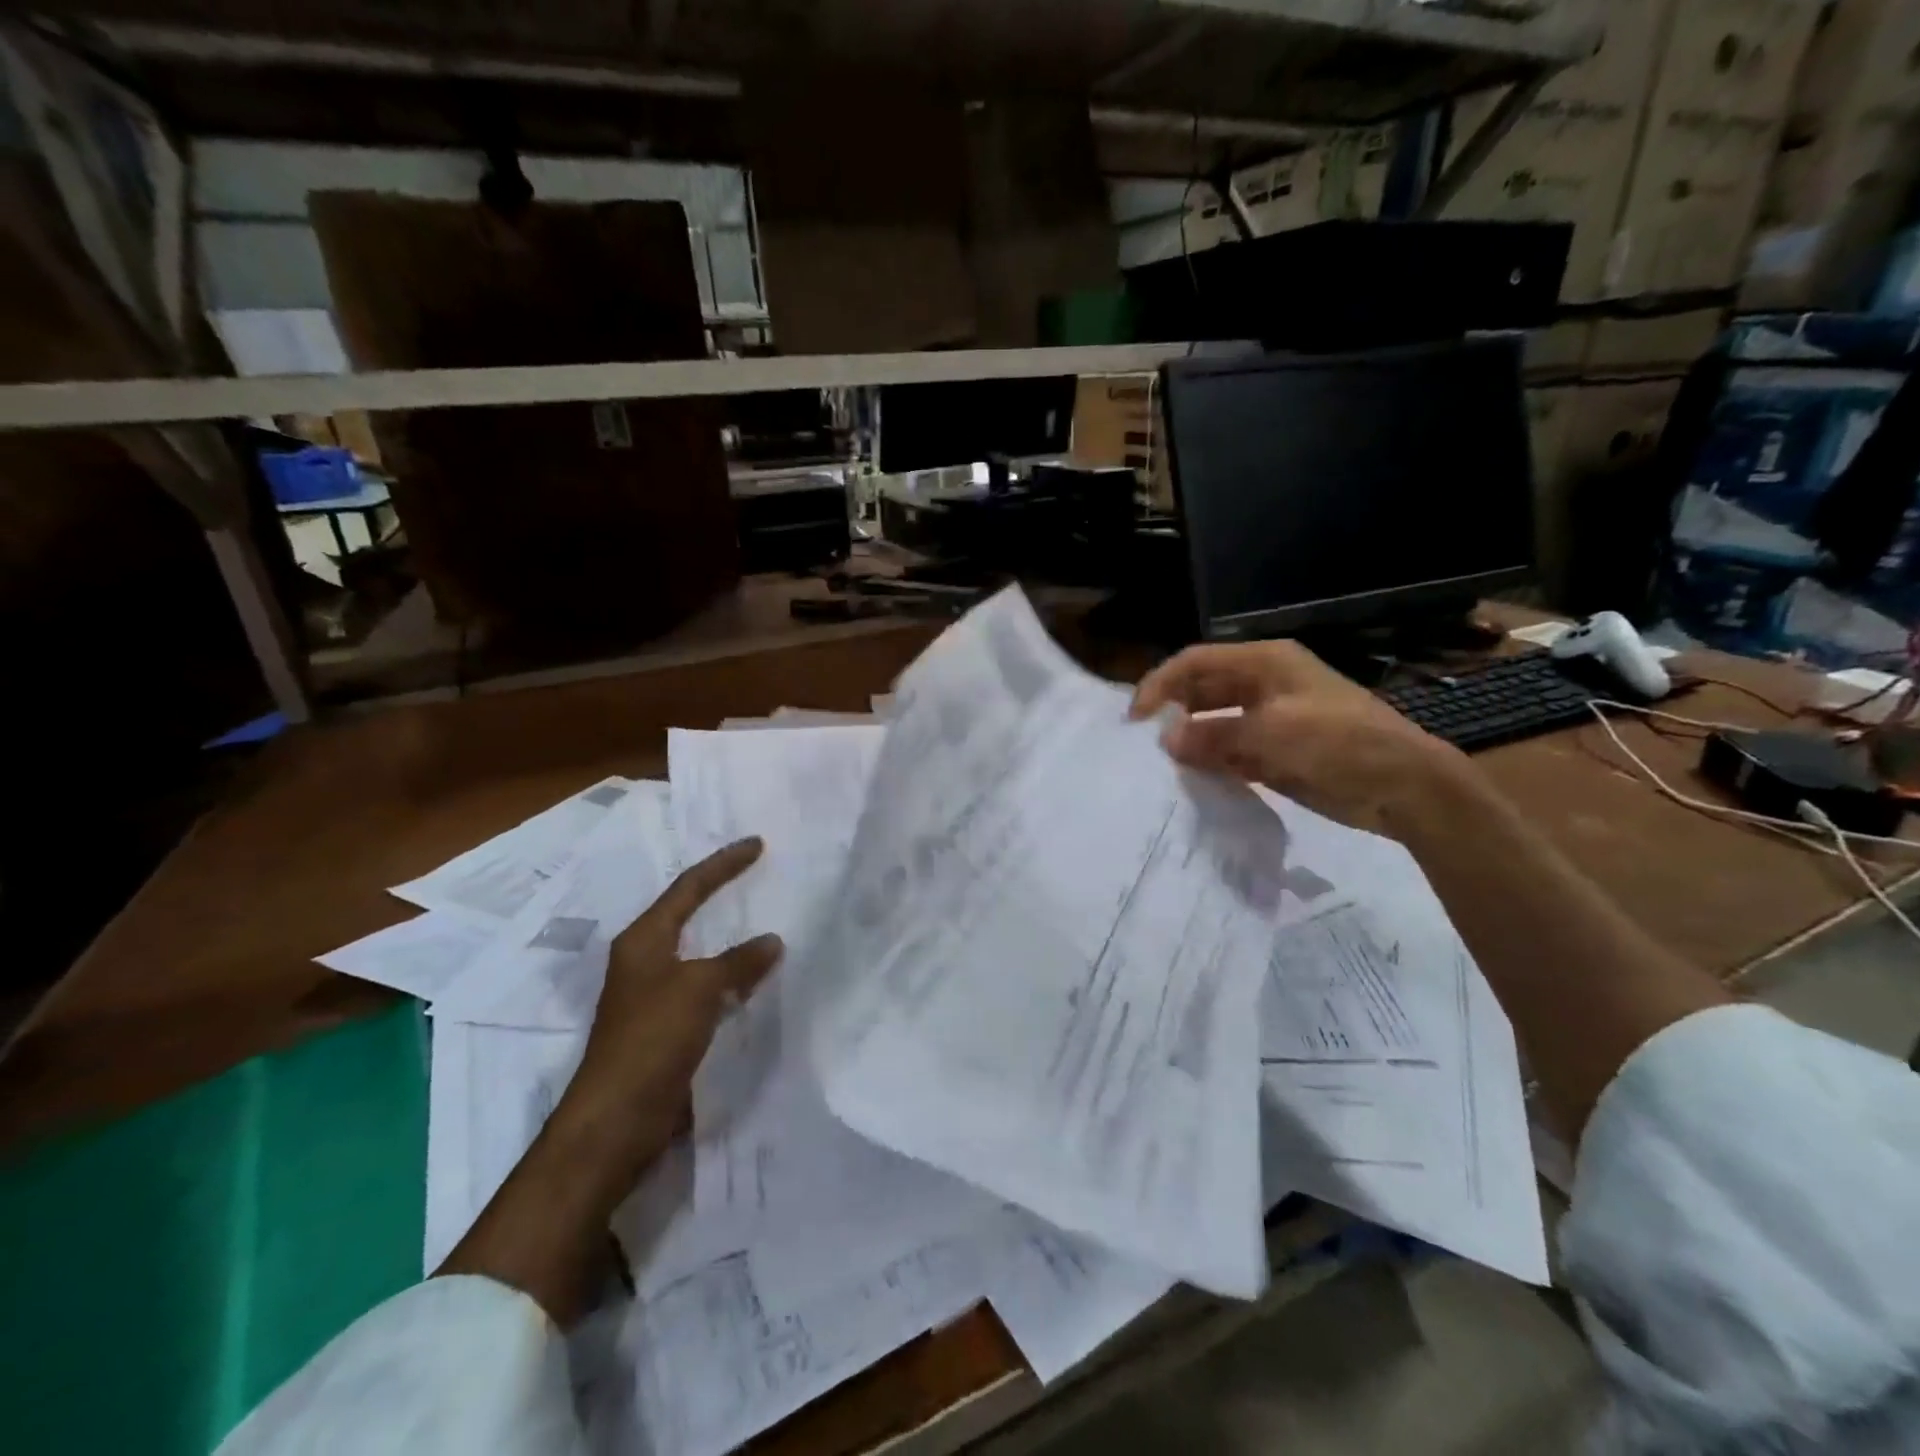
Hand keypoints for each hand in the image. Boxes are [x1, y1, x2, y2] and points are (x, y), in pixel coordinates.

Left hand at [562, 837, 784, 1184]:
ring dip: (729, 937)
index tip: (756, 844)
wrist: (616, 1121)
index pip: (688, 888)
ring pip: (699, 952)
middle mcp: (644, 961)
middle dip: (721, 892)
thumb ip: (737, 961)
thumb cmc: (651, 1040)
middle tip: (757, 873)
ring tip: (763, 918)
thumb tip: (772, 940)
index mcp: (643, 940)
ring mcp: (653, 995)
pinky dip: (730, 975)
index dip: (723, 864)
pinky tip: (754, 978)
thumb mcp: (698, 989)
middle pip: (688, 913)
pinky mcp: (665, 1027)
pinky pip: (705, 986)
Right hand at [1131, 641, 1467, 836]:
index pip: (1197, 662)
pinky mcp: (1273, 753)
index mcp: (1265, 663)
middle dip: (1172, 713)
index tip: (1135, 718)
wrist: (1404, 787)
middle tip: (1142, 745)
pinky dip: (1209, 764)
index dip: (1162, 683)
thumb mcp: (1277, 732)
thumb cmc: (1344, 743)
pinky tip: (1190, 781)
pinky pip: (1228, 753)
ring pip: (1212, 724)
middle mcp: (1261, 686)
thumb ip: (1216, 734)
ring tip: (1159, 767)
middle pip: (1201, 691)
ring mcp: (1267, 721)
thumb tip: (1167, 740)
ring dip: (1188, 742)